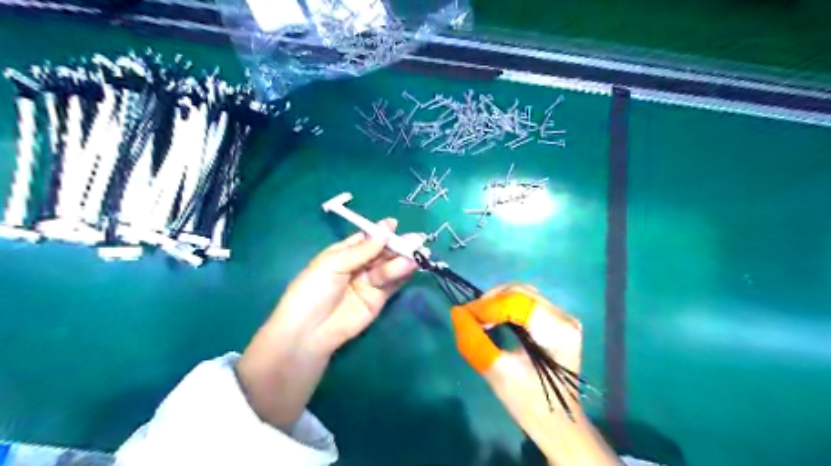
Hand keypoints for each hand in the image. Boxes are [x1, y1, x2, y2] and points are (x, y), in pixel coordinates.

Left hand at [272, 217, 419, 354]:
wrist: (308, 332)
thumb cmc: (313, 291)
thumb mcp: (333, 264)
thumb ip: (362, 250)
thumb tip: (385, 230)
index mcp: (343, 253)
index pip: (366, 239)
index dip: (380, 232)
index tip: (394, 225)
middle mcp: (358, 266)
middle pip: (381, 252)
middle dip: (397, 245)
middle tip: (416, 240)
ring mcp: (369, 283)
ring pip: (388, 267)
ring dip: (402, 260)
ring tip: (414, 256)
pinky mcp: (378, 300)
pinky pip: (392, 284)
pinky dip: (402, 276)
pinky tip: (412, 267)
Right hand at [453, 285, 618, 462]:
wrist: (558, 424)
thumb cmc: (530, 404)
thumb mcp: (498, 373)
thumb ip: (475, 341)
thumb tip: (456, 313)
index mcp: (557, 332)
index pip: (516, 303)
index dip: (487, 306)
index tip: (464, 316)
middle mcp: (564, 317)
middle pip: (520, 292)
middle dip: (491, 301)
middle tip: (470, 317)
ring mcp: (562, 317)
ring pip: (522, 294)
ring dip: (497, 302)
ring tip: (480, 318)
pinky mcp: (556, 321)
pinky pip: (526, 302)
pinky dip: (505, 306)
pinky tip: (494, 319)